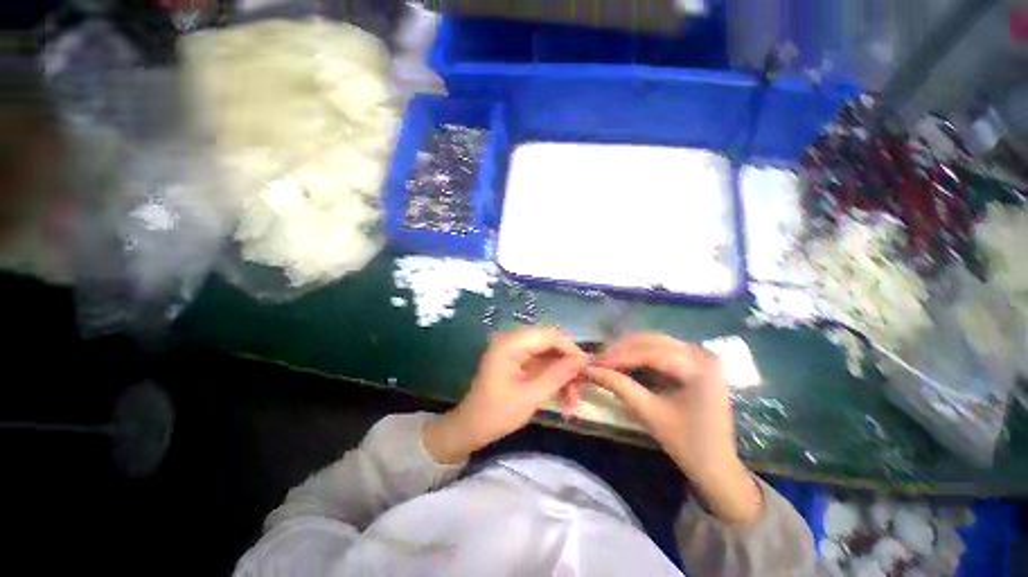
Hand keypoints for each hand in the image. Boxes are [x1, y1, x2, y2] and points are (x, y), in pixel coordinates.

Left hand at [424, 327, 586, 464]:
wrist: (470, 428)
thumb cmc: (496, 413)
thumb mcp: (530, 397)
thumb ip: (557, 376)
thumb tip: (582, 361)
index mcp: (510, 343)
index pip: (549, 335)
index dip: (570, 349)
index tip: (587, 369)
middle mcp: (513, 341)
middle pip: (550, 343)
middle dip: (568, 364)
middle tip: (582, 387)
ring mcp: (515, 351)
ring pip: (548, 354)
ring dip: (563, 373)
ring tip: (574, 399)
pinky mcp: (517, 361)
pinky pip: (542, 363)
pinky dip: (554, 377)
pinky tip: (564, 395)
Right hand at [584, 333, 761, 526]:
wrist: (716, 466)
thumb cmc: (687, 445)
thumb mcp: (650, 414)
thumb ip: (619, 386)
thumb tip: (589, 369)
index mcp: (700, 369)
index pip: (651, 353)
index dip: (619, 356)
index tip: (594, 362)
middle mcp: (702, 354)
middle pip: (653, 341)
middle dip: (621, 350)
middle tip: (597, 360)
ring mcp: (700, 356)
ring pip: (654, 342)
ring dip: (628, 349)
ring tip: (606, 359)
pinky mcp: (693, 361)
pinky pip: (660, 349)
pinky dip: (638, 353)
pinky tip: (622, 359)